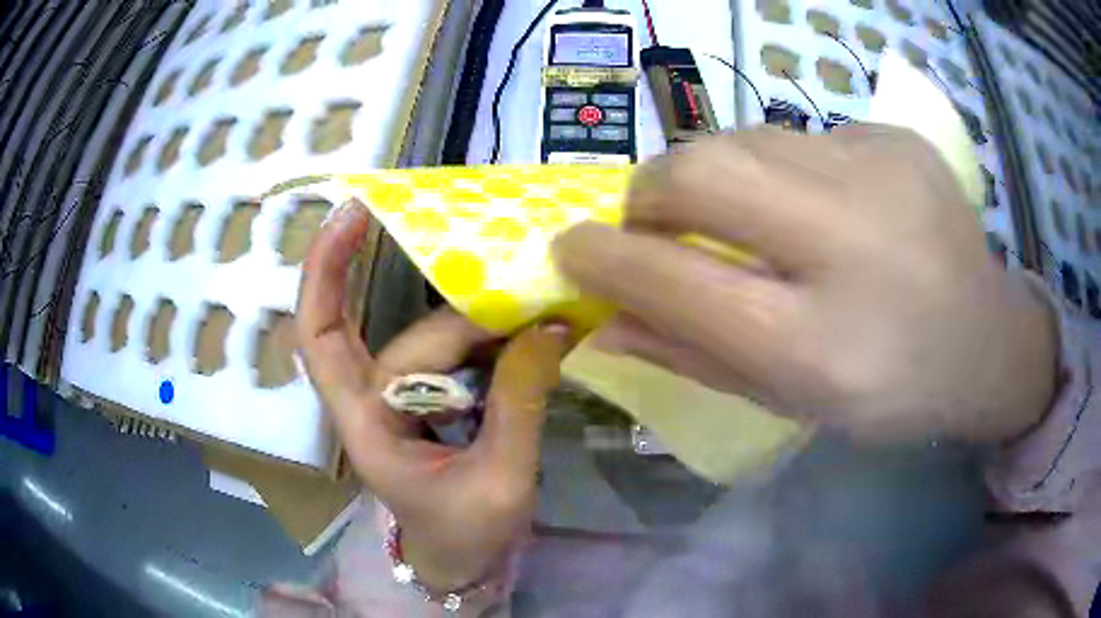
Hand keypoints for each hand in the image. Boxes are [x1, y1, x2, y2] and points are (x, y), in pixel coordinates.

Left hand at [297, 201, 570, 590]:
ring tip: (546, 324)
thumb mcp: (500, 481)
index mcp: (364, 422)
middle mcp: (374, 398)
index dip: (325, 270)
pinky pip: (460, 355)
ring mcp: (405, 396)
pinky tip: (532, 339)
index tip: (353, 211)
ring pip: (442, 342)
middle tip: (537, 311)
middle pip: (410, 337)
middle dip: (470, 323)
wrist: (466, 565)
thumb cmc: (467, 537)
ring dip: (491, 332)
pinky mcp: (433, 398)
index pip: (322, 336)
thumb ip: (521, 403)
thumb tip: (552, 327)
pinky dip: (495, 343)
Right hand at [554, 125, 1057, 442]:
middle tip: (655, 223)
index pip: (676, 279)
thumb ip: (695, 356)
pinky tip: (823, 206)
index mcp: (821, 345)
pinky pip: (802, 135)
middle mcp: (851, 245)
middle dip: (651, 194)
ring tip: (745, 216)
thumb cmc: (890, 392)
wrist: (987, 341)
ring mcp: (881, 173)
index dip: (605, 259)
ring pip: (743, 137)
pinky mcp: (896, 138)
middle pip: (701, 172)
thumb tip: (606, 319)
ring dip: (716, 175)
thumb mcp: (793, 401)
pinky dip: (784, 168)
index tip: (570, 249)